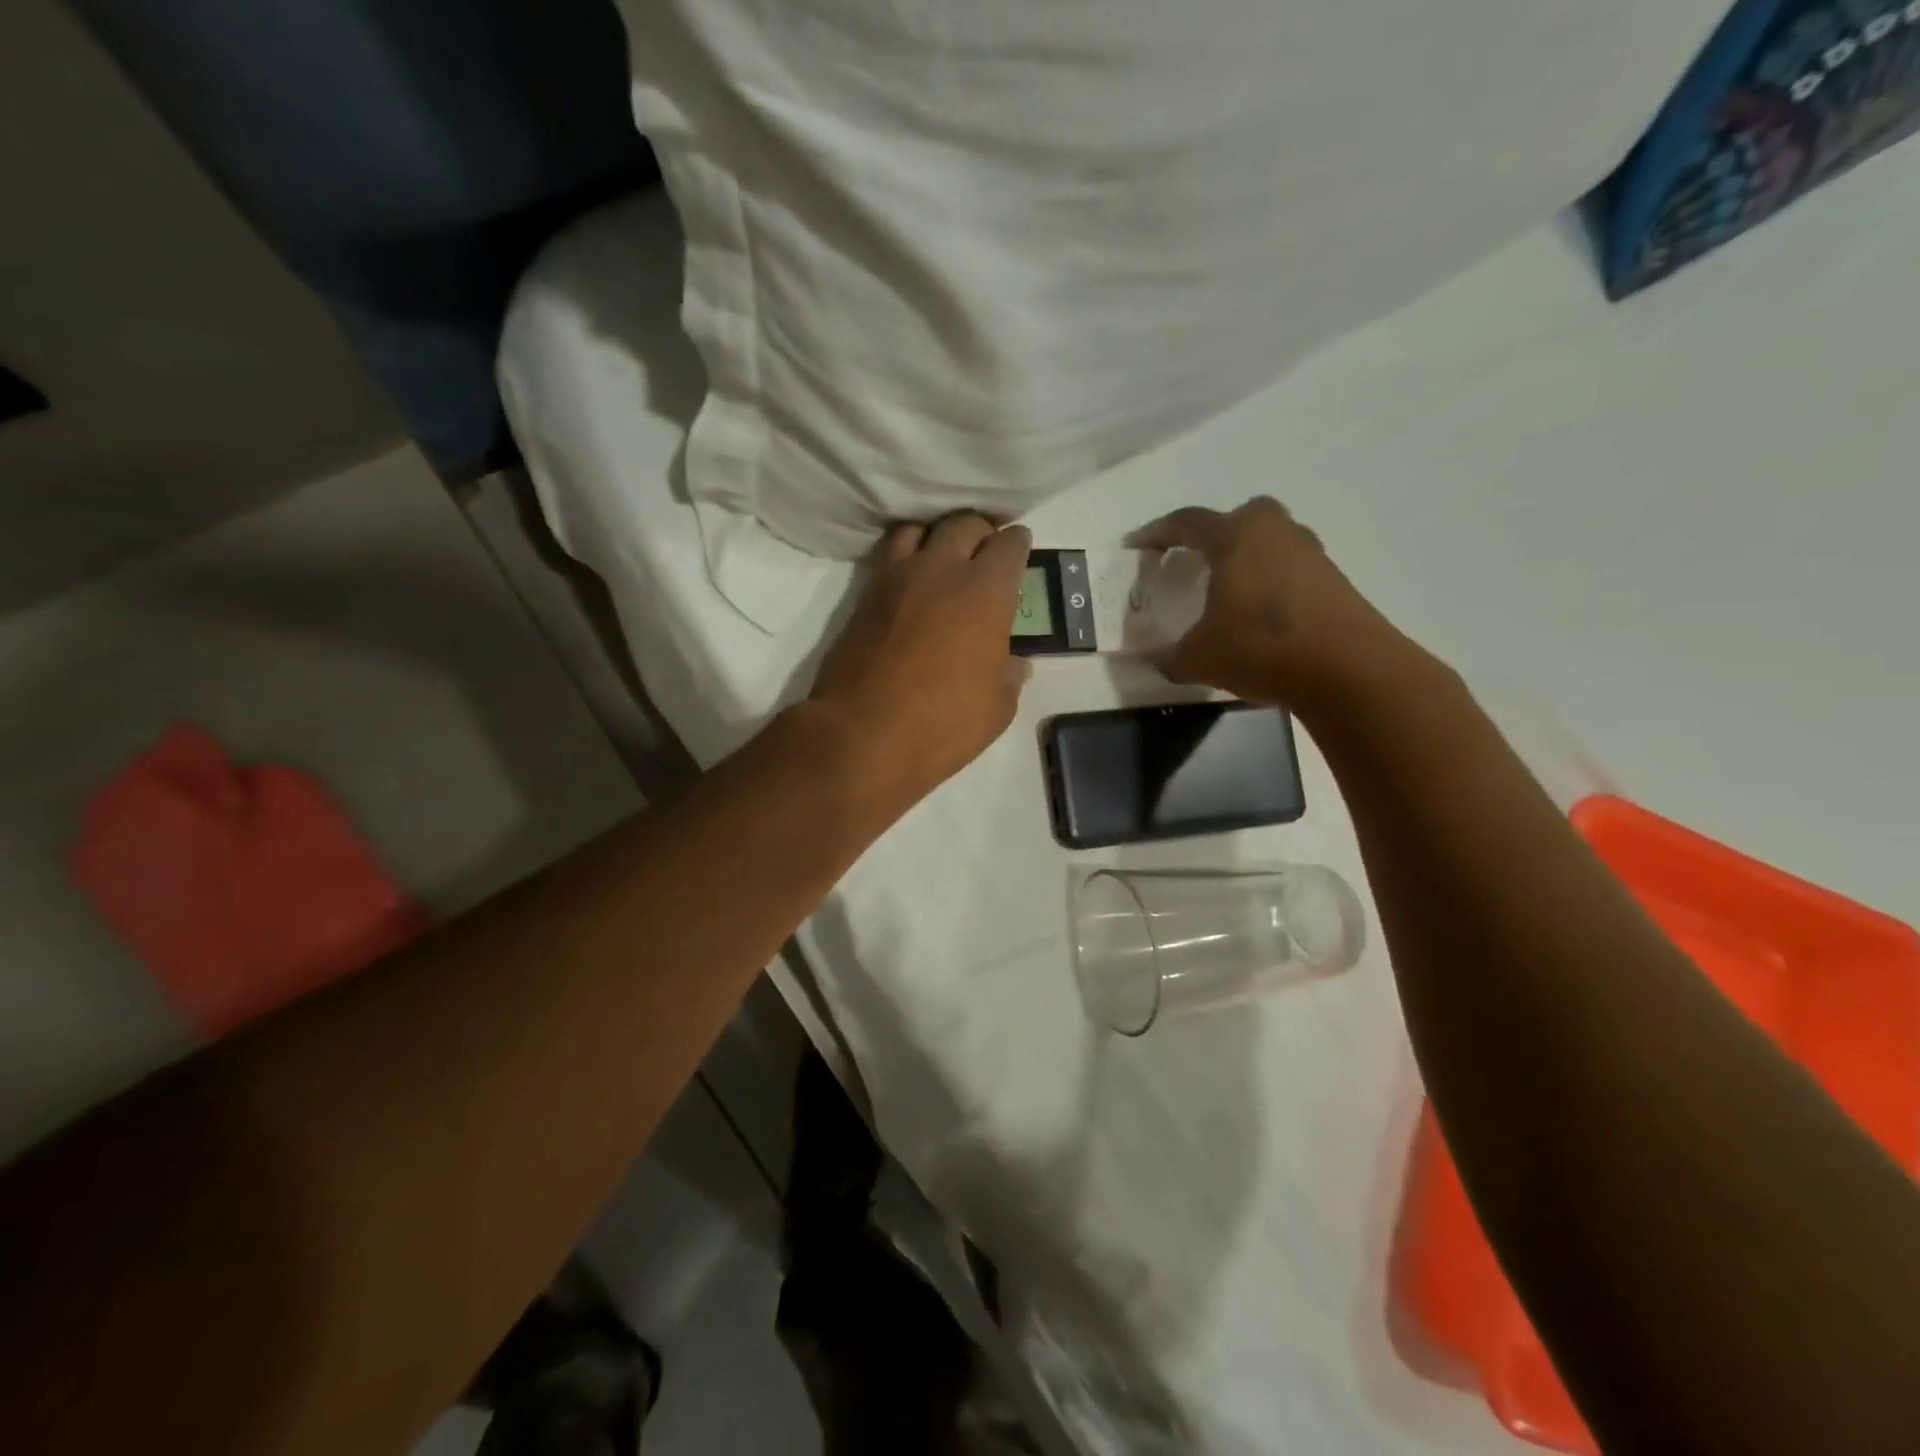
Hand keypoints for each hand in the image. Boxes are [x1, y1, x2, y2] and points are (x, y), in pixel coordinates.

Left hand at [810, 515, 1032, 807]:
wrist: (862, 734)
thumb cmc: (943, 723)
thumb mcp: (996, 709)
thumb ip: (1009, 677)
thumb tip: (1015, 664)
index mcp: (986, 593)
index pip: (1009, 545)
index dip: (1018, 544)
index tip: (1019, 549)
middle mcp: (941, 571)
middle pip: (964, 524)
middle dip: (980, 531)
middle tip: (985, 550)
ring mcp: (897, 578)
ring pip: (919, 529)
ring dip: (936, 535)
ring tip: (943, 557)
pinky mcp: (864, 595)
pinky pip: (888, 556)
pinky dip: (905, 556)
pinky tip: (910, 579)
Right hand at [1132, 497, 1418, 713]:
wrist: (1349, 669)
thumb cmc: (1260, 648)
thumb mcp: (1198, 659)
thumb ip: (1171, 656)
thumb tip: (1160, 660)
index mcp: (1235, 537)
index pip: (1186, 523)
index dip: (1156, 533)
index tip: (1136, 546)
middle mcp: (1274, 532)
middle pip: (1237, 520)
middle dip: (1211, 536)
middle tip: (1192, 563)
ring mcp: (1310, 553)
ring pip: (1267, 544)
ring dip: (1245, 561)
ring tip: (1226, 593)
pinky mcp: (1333, 579)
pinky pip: (1288, 569)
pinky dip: (1269, 584)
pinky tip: (1258, 616)